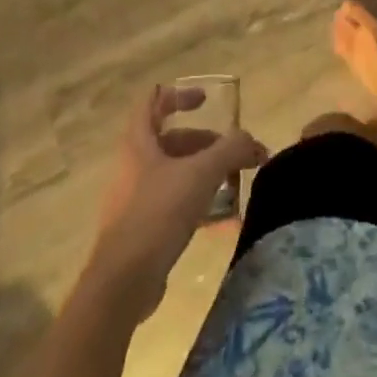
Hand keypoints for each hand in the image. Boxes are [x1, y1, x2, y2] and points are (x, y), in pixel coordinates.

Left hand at [87, 86, 268, 318]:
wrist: (123, 282)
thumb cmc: (158, 213)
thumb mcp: (201, 174)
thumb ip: (231, 150)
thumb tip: (253, 142)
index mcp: (138, 142)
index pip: (153, 101)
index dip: (180, 94)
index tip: (207, 101)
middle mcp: (133, 165)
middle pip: (170, 139)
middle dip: (205, 142)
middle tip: (233, 154)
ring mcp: (134, 198)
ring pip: (173, 172)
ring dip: (203, 172)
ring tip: (232, 183)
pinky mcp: (140, 228)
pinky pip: (172, 202)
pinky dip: (196, 200)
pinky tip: (220, 216)